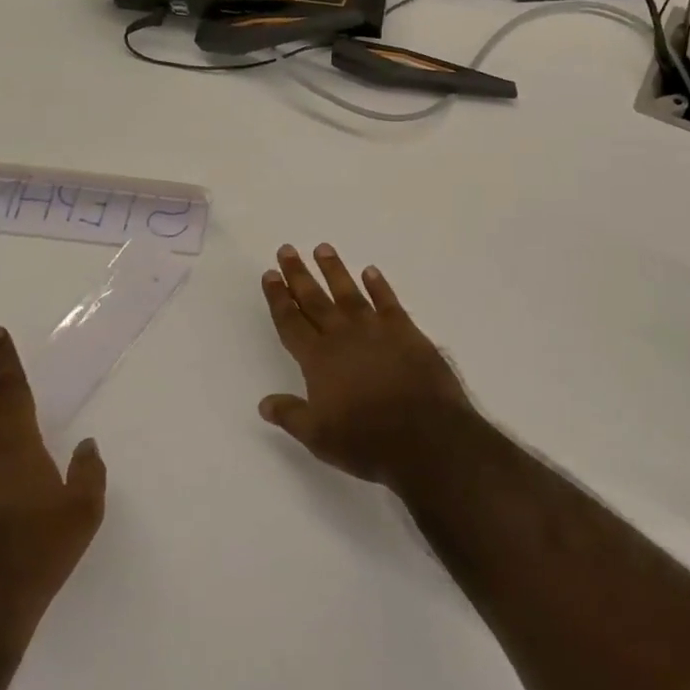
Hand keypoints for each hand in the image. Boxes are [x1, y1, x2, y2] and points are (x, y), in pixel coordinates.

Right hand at [258, 243, 472, 485]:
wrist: (426, 437)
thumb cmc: (367, 441)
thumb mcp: (319, 437)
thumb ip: (291, 415)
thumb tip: (264, 402)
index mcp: (318, 360)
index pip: (291, 322)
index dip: (279, 298)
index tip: (270, 274)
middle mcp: (343, 336)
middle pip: (315, 299)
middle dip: (298, 275)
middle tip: (287, 250)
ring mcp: (376, 330)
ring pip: (349, 293)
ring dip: (334, 270)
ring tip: (323, 248)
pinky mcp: (406, 332)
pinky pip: (388, 301)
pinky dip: (379, 285)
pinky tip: (371, 272)